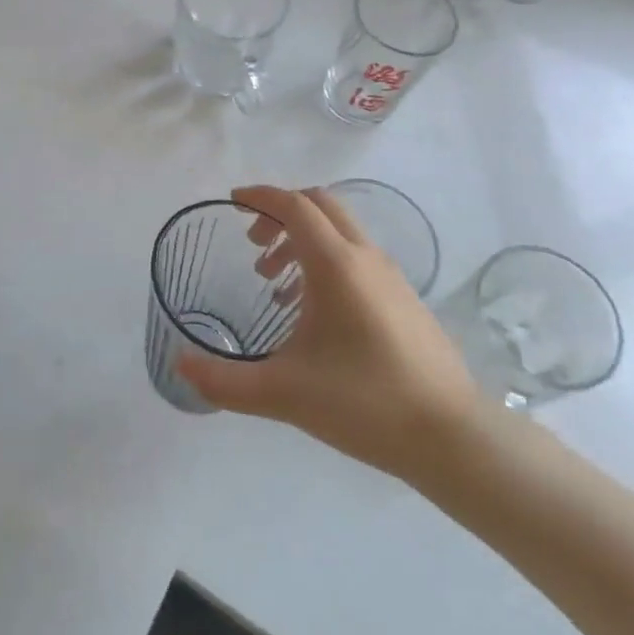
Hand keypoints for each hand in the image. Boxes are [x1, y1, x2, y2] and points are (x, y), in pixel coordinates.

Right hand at [177, 186, 483, 484]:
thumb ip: (224, 381)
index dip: (260, 196)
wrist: (453, 438)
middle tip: (253, 246)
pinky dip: (327, 261)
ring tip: (276, 284)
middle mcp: (365, 257)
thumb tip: (180, 364)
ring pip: (340, 231)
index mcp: (335, 264)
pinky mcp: (405, 299)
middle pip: (320, 205)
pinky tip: (314, 313)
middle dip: (281, 213)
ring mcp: (391, 276)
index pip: (293, 205)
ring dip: (303, 239)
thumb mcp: (283, 394)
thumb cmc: (364, 403)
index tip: (232, 202)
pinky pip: (357, 257)